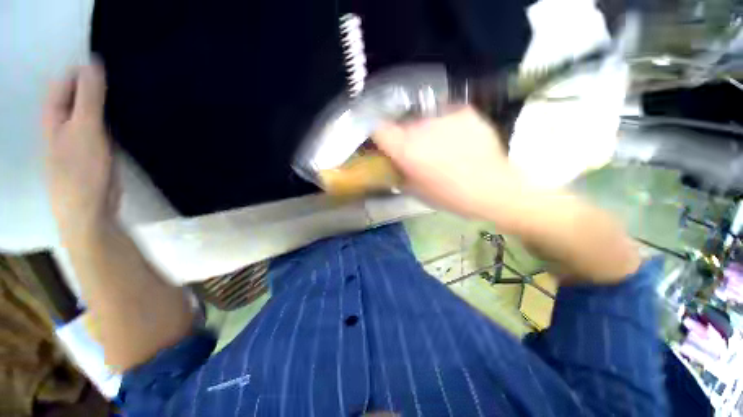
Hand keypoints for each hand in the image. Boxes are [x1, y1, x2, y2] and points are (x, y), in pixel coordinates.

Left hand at [42, 63, 117, 235]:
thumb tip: (93, 63)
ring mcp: (82, 136)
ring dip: (111, 103)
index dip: (85, 71)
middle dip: (100, 86)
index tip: (112, 67)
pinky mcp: (98, 149)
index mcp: (55, 114)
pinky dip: (117, 119)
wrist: (91, 209)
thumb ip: (88, 97)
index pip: (67, 80)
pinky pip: (106, 126)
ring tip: (133, 96)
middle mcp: (65, 121)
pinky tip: (131, 118)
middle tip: (126, 81)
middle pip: (81, 94)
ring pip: (95, 110)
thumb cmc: (81, 170)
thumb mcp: (85, 129)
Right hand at [373, 107, 523, 219]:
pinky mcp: (464, 111)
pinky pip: (446, 115)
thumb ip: (398, 172)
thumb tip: (392, 163)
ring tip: (441, 147)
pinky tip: (458, 140)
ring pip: (424, 119)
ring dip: (426, 131)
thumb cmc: (449, 196)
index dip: (378, 136)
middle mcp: (421, 127)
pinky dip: (446, 125)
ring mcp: (444, 116)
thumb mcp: (415, 190)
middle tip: (417, 151)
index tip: (384, 143)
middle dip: (405, 137)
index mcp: (406, 149)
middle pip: (402, 125)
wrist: (492, 189)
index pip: (378, 129)